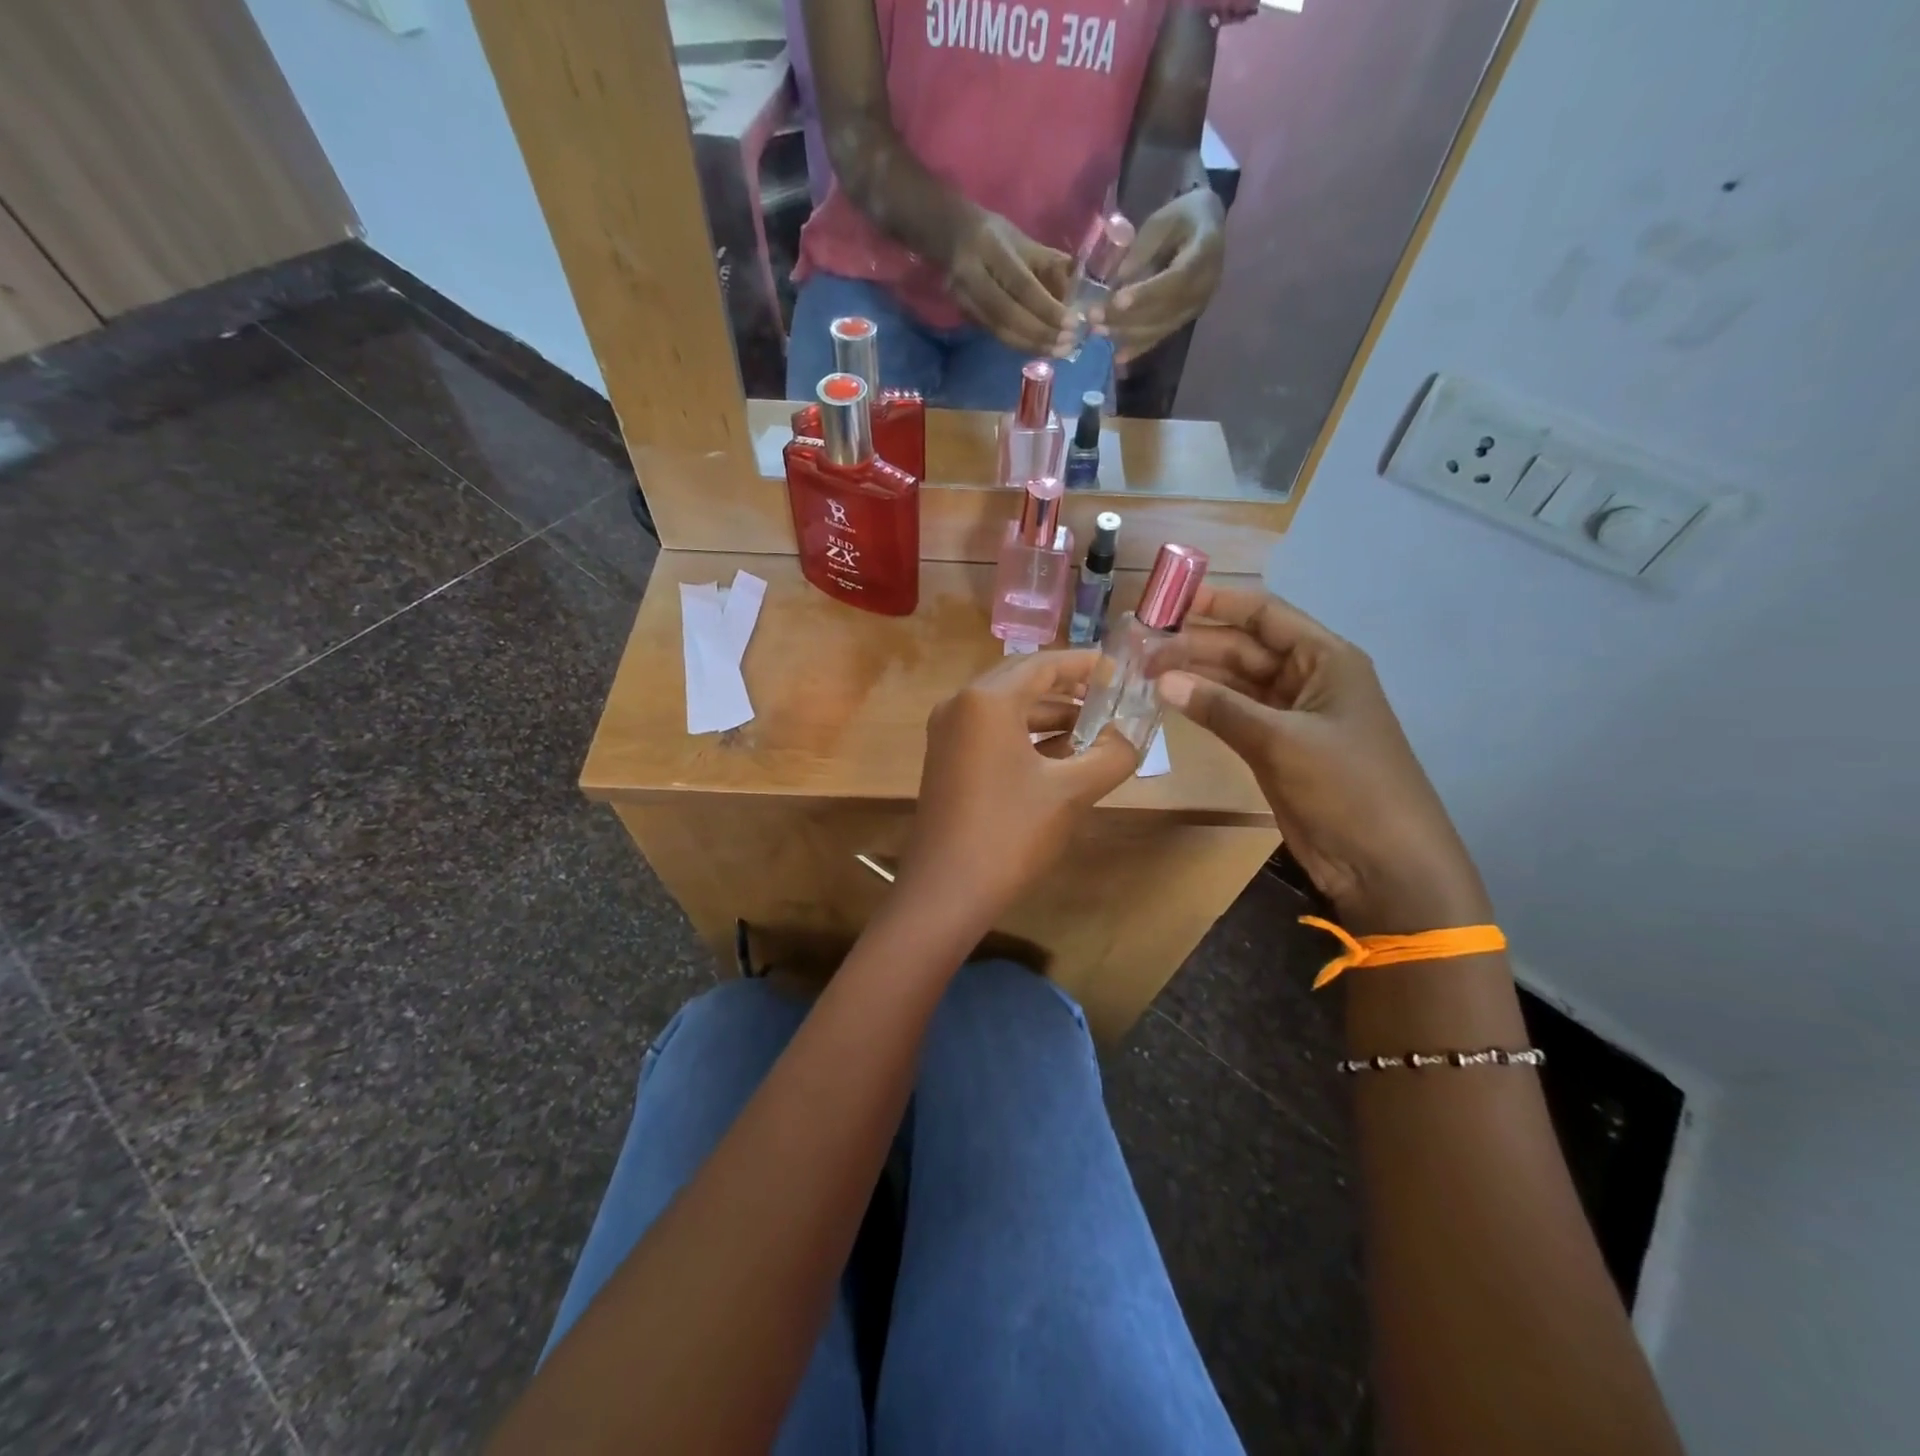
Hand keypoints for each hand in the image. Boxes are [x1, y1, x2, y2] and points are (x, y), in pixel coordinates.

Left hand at [903, 650, 1138, 927]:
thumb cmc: (1010, 833)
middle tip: (1112, 696)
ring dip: (1051, 715)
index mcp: (987, 700)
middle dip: (1070, 688)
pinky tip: (1063, 754)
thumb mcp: (1071, 792)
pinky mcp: (947, 758)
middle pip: (1024, 680)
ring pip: (1008, 708)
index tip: (1122, 670)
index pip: (1045, 664)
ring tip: (1097, 728)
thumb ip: (1112, 756)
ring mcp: (948, 732)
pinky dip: (1027, 735)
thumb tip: (1133, 737)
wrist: (947, 890)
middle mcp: (961, 704)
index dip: (1087, 665)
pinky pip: (993, 731)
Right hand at [947, 208, 1073, 355]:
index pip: (1021, 285)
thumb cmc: (995, 236)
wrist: (951, 236)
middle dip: (1040, 333)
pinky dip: (1020, 344)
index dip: (1046, 308)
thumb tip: (1077, 294)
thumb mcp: (1024, 242)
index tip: (1071, 323)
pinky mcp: (964, 315)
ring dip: (1032, 345)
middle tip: (1067, 344)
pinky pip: (995, 335)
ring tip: (1058, 351)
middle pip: (1008, 314)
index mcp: (989, 249)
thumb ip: (1050, 266)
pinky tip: (1039, 348)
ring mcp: (964, 299)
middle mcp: (971, 276)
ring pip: (1000, 331)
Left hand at [1093, 188, 1225, 363]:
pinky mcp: (1185, 319)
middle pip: (1164, 309)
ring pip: (1160, 327)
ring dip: (1127, 334)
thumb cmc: (1183, 216)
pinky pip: (1161, 336)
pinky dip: (1138, 347)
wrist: (1209, 226)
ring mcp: (1195, 307)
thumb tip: (1117, 281)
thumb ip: (1142, 250)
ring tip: (1098, 332)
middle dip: (1127, 317)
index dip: (1146, 293)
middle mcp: (1204, 287)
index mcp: (1204, 253)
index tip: (1117, 300)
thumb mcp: (1162, 220)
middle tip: (1094, 318)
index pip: (1175, 280)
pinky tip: (1117, 356)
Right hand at [1156, 586, 1491, 935]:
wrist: (1383, 863)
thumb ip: (1221, 707)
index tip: (1168, 601)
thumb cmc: (1348, 787)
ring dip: (1194, 676)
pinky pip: (1233, 715)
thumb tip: (1161, 678)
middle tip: (1140, 648)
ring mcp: (1290, 715)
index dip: (1219, 603)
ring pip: (1234, 683)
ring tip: (1144, 672)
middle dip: (1195, 644)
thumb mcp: (1282, 741)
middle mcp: (1307, 678)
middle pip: (1244, 648)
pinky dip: (1204, 708)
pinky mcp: (1275, 748)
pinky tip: (1169, 702)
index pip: (1266, 615)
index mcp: (1326, 659)